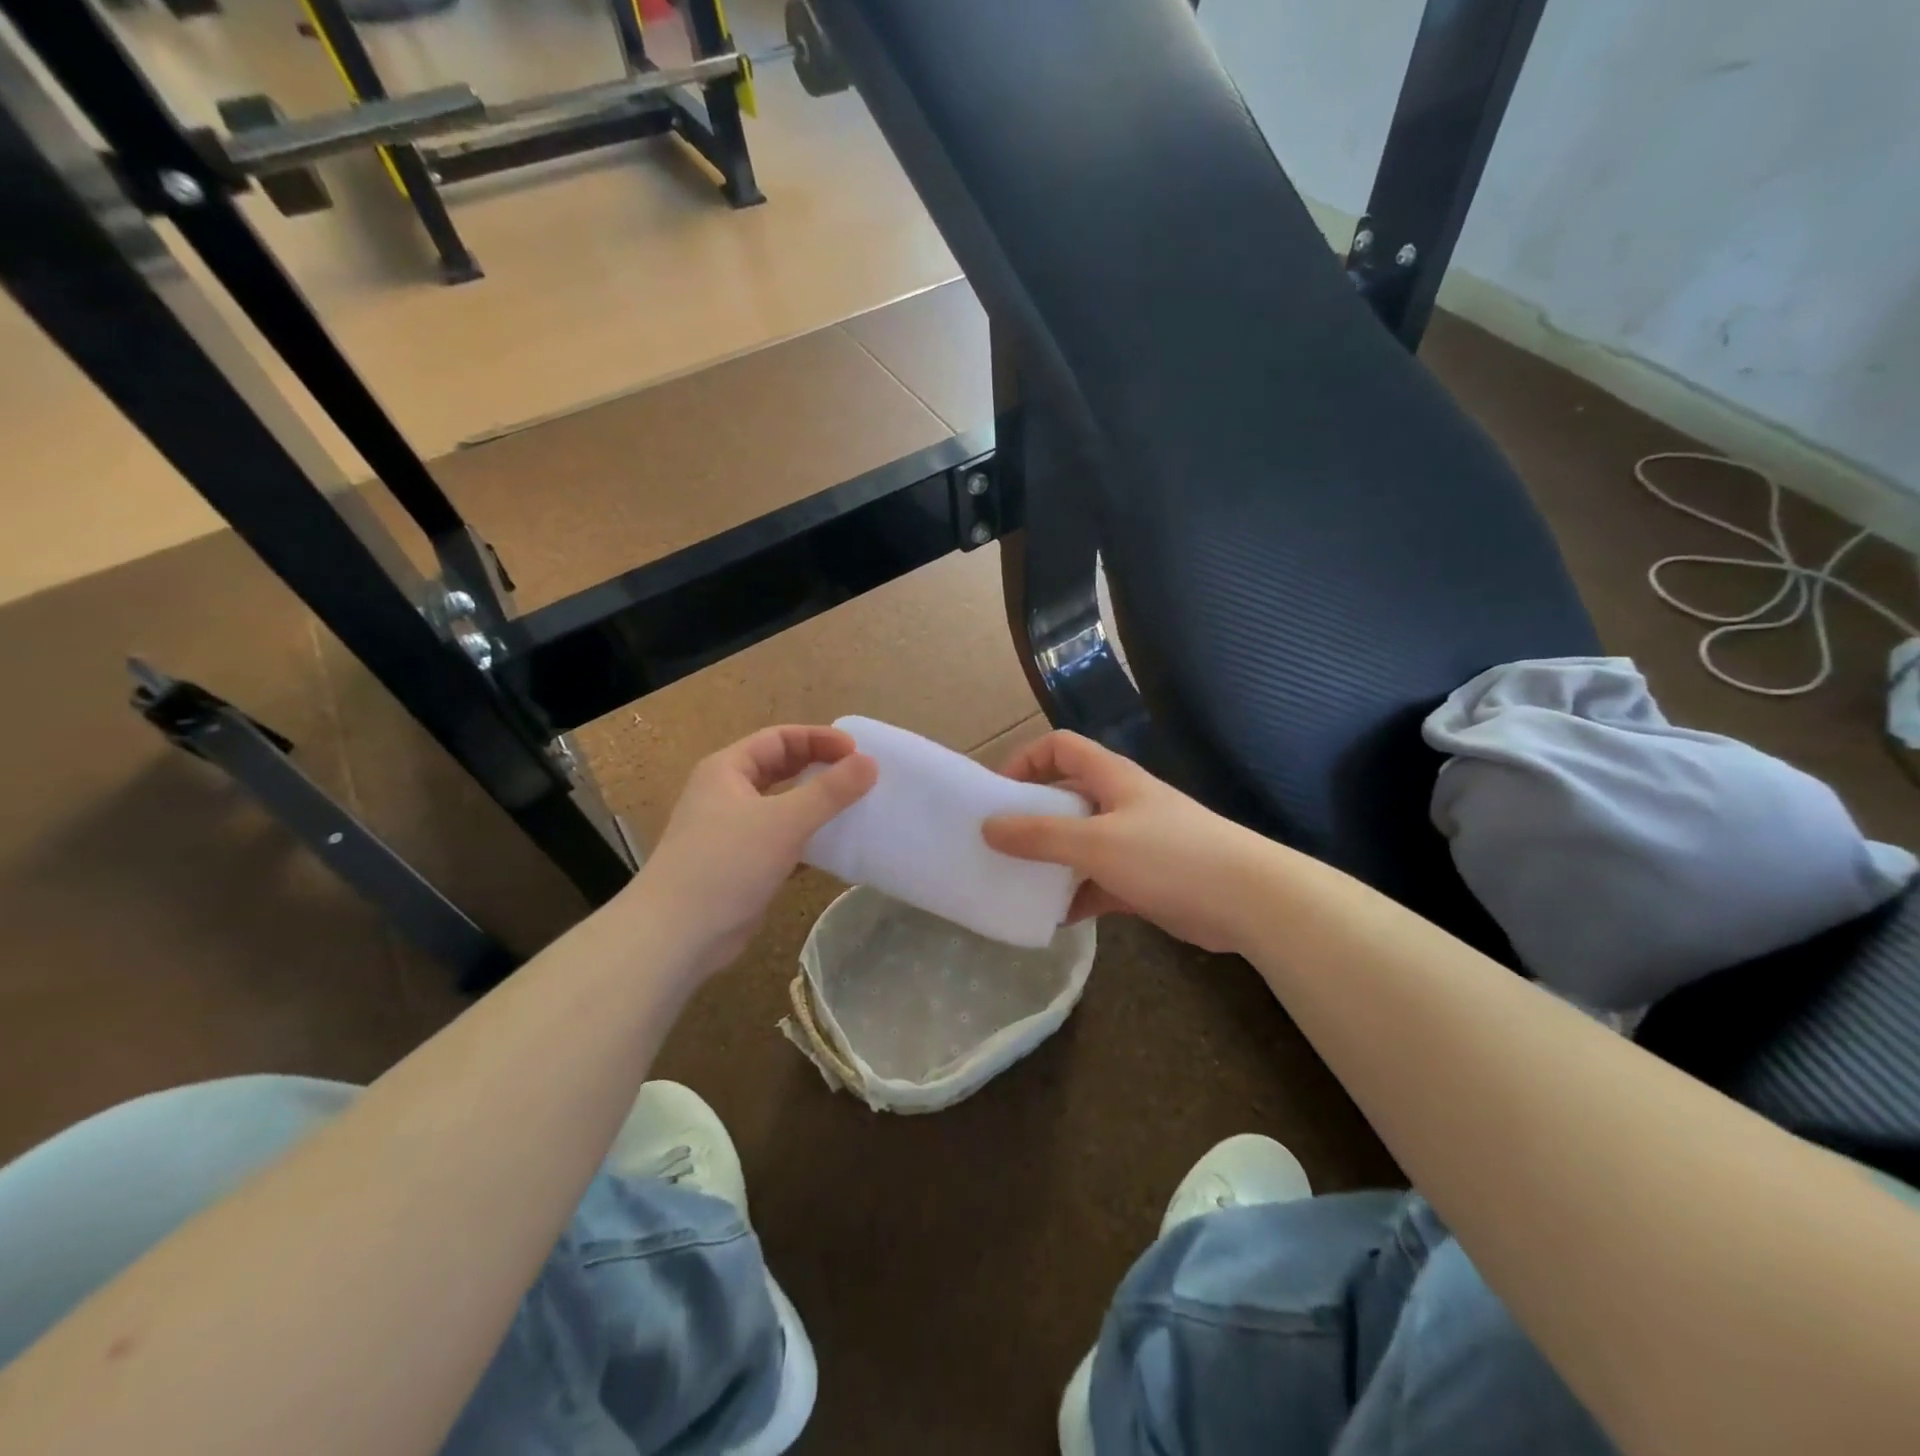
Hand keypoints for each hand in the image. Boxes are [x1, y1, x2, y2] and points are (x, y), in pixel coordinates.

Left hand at [628, 725, 876, 977]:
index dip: (819, 739)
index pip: (779, 738)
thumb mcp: (784, 821)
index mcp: (727, 770)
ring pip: (783, 807)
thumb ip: (830, 791)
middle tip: (860, 778)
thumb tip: (870, 762)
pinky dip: (809, 840)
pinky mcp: (743, 866)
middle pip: (781, 769)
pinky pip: (783, 841)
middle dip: (820, 769)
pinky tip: (836, 850)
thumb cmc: (726, 864)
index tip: (858, 752)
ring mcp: (733, 832)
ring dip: (817, 806)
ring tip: (856, 810)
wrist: (676, 935)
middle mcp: (727, 794)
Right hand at [982, 731, 1269, 953]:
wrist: (1248, 901)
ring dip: (1050, 861)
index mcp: (1111, 778)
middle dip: (1030, 816)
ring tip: (1016, 883)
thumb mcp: (1096, 843)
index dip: (1026, 760)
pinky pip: (1096, 882)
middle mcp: (1120, 803)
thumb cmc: (1169, 856)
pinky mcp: (1143, 880)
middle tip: (998, 844)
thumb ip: (1040, 836)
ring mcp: (1133, 843)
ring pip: (1079, 843)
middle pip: (1065, 795)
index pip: (1060, 747)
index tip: (998, 795)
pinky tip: (1052, 919)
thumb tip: (988, 827)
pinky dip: (1075, 896)